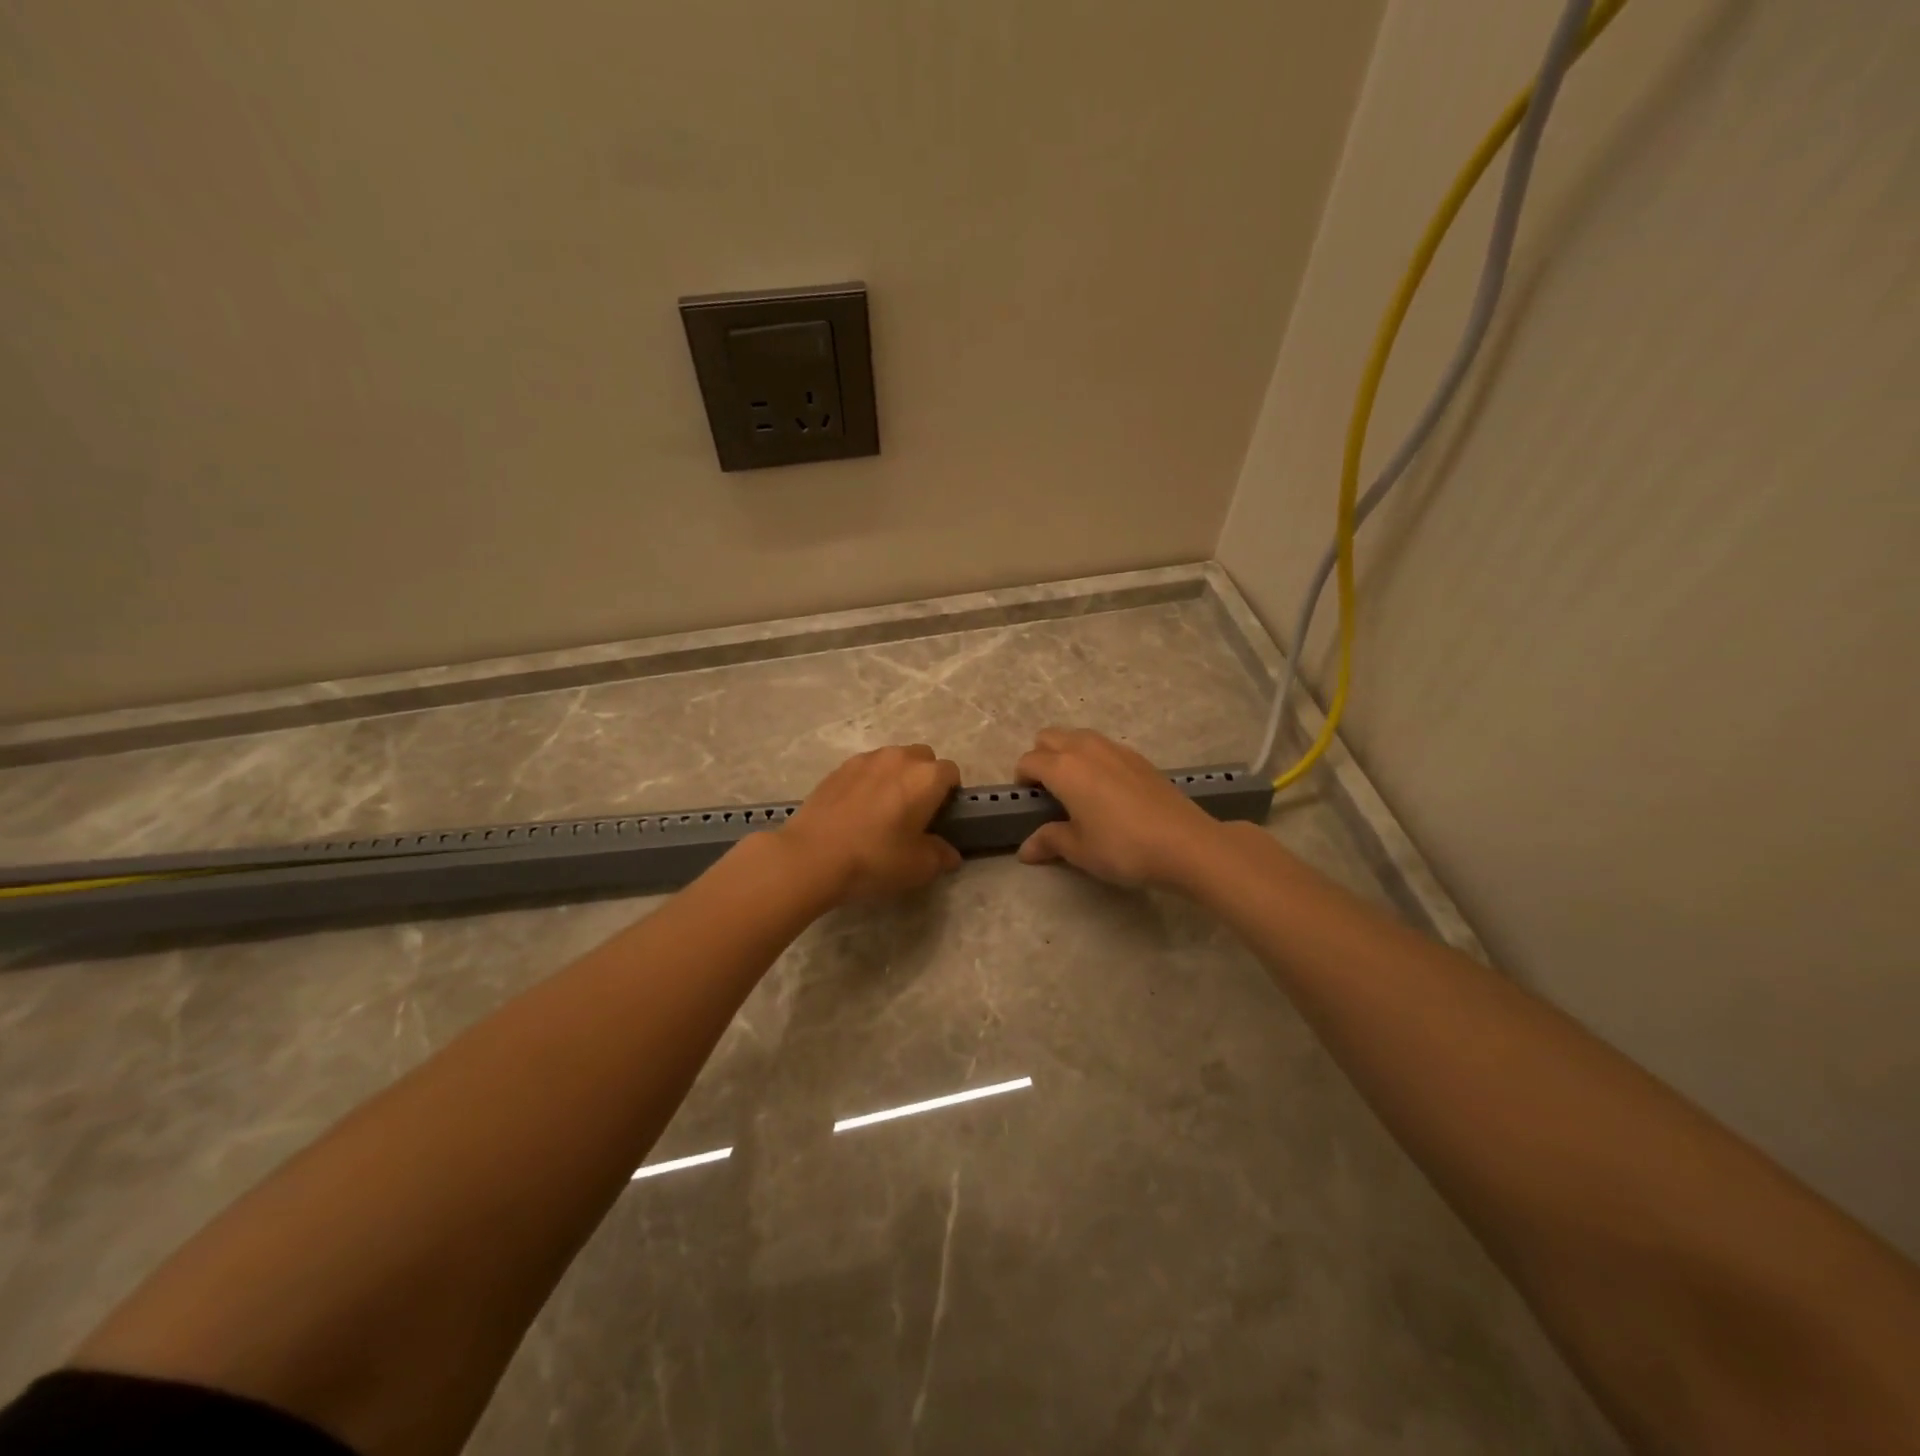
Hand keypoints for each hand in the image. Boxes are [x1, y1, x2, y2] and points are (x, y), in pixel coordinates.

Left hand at [778, 744, 962, 903]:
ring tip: (883, 809)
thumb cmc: (875, 858)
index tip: (940, 816)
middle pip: (923, 758)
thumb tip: (949, 854)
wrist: (812, 855)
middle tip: (914, 811)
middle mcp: (899, 758)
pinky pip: (865, 768)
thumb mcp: (918, 867)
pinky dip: (869, 781)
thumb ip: (940, 856)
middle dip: (924, 778)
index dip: (950, 793)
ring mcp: (866, 759)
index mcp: (926, 777)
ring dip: (896, 776)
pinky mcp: (838, 768)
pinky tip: (856, 810)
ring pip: (892, 759)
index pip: (951, 772)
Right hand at [1015, 728, 1224, 889]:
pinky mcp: (1139, 757)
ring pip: (1077, 736)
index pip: (1028, 761)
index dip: (1022, 780)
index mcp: (1063, 768)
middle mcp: (1085, 749)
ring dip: (1067, 753)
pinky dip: (1094, 758)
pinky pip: (1103, 746)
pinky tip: (1108, 790)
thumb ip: (1049, 841)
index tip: (1029, 803)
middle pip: (1049, 736)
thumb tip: (1025, 850)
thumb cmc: (1122, 847)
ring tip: (1077, 788)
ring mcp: (1115, 748)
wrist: (1185, 843)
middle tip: (1049, 791)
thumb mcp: (1079, 850)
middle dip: (1041, 757)